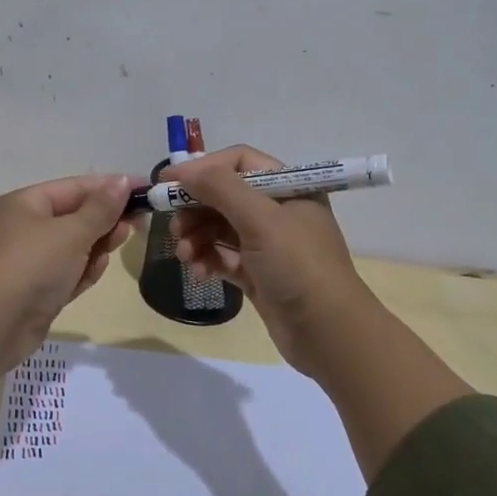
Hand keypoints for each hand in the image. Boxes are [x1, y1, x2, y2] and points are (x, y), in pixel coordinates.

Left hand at [0, 173, 137, 355]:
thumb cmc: (33, 265)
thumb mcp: (72, 232)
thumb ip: (101, 209)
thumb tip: (123, 181)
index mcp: (26, 204)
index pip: (75, 187)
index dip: (110, 187)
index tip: (145, 189)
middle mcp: (25, 228)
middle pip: (75, 216)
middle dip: (105, 218)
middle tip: (138, 222)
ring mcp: (30, 261)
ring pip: (74, 246)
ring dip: (97, 246)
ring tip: (119, 243)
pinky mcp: (37, 291)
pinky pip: (68, 272)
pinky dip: (83, 270)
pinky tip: (95, 271)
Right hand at [167, 145, 381, 379]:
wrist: (328, 333)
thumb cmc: (298, 265)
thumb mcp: (261, 219)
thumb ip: (221, 188)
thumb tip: (184, 171)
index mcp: (289, 187)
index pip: (239, 162)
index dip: (203, 168)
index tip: (168, 182)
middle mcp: (279, 211)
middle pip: (224, 196)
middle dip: (195, 209)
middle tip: (174, 226)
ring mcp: (268, 245)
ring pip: (219, 228)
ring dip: (196, 237)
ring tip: (184, 255)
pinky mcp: (258, 274)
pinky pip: (223, 257)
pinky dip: (207, 260)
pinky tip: (198, 272)